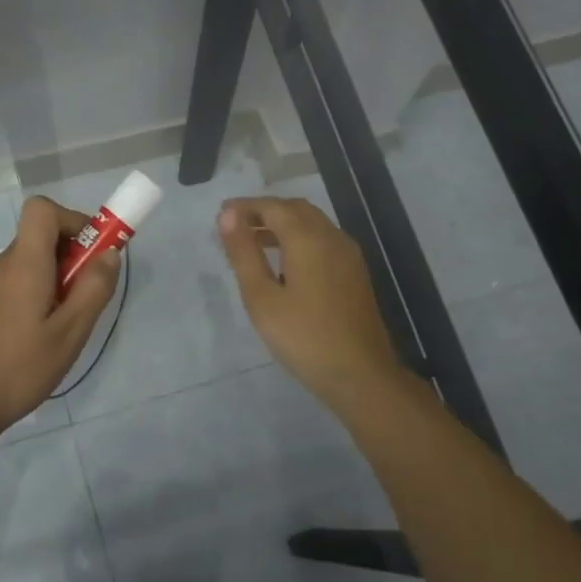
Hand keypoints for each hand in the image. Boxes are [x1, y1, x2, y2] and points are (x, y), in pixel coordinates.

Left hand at [0, 196, 121, 440]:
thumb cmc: (19, 368)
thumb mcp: (69, 333)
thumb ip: (93, 289)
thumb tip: (109, 252)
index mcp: (23, 263)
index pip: (41, 209)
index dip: (73, 220)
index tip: (93, 254)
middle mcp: (3, 265)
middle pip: (41, 235)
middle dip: (73, 255)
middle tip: (87, 297)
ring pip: (32, 261)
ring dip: (58, 277)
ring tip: (67, 323)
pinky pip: (20, 281)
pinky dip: (40, 292)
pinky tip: (44, 335)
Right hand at [218, 197, 404, 413]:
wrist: (360, 374)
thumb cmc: (303, 337)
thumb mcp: (261, 297)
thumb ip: (243, 253)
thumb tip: (227, 215)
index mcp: (308, 239)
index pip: (273, 207)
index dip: (245, 207)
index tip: (221, 215)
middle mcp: (332, 237)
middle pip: (295, 209)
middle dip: (264, 211)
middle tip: (235, 226)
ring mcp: (348, 255)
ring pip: (312, 224)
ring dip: (282, 224)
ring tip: (252, 241)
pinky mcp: (354, 272)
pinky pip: (323, 240)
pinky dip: (298, 238)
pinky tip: (283, 262)